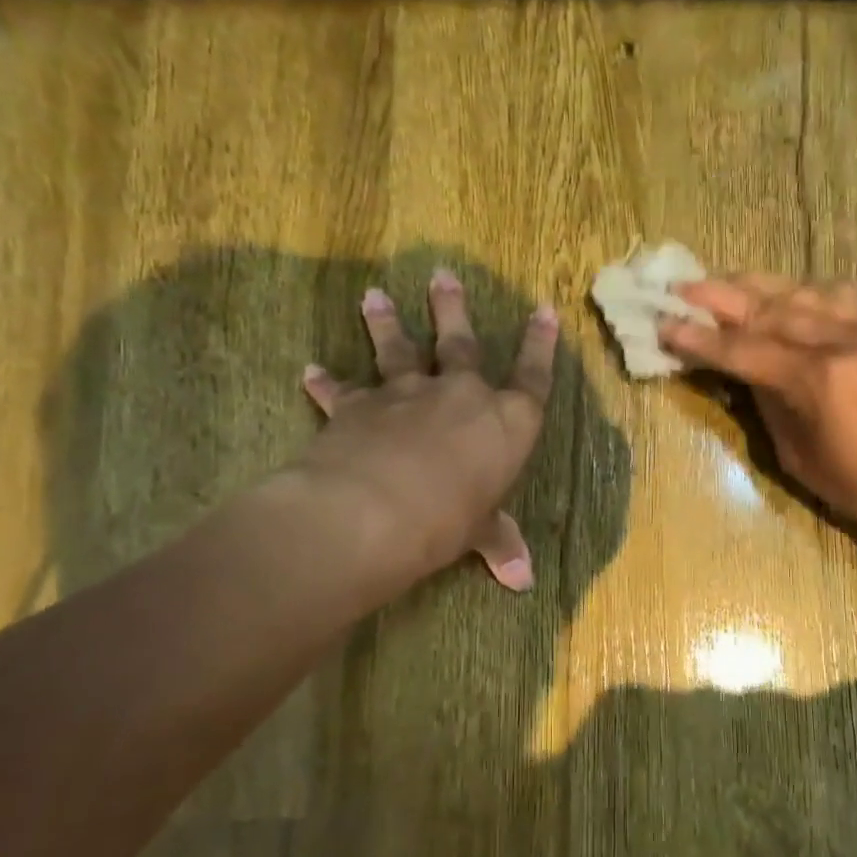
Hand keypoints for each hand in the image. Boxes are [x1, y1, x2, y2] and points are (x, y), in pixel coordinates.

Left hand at [295, 269, 557, 591]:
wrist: (378, 510)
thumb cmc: (450, 520)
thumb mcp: (479, 533)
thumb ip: (498, 543)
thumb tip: (521, 581)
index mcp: (506, 422)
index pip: (533, 377)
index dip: (541, 345)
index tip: (545, 309)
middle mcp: (460, 395)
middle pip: (460, 342)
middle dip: (452, 308)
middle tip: (442, 275)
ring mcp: (407, 394)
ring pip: (398, 349)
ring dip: (386, 323)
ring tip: (374, 296)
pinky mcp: (359, 406)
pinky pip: (343, 390)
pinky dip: (327, 382)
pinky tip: (311, 371)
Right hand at [660, 275, 856, 563]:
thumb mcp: (802, 460)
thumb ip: (771, 408)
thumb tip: (746, 375)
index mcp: (818, 381)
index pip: (744, 349)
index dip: (700, 338)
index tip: (664, 324)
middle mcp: (844, 342)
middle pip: (770, 308)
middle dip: (720, 297)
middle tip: (681, 286)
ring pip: (804, 292)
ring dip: (759, 286)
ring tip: (726, 283)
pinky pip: (839, 299)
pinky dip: (804, 293)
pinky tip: (788, 295)